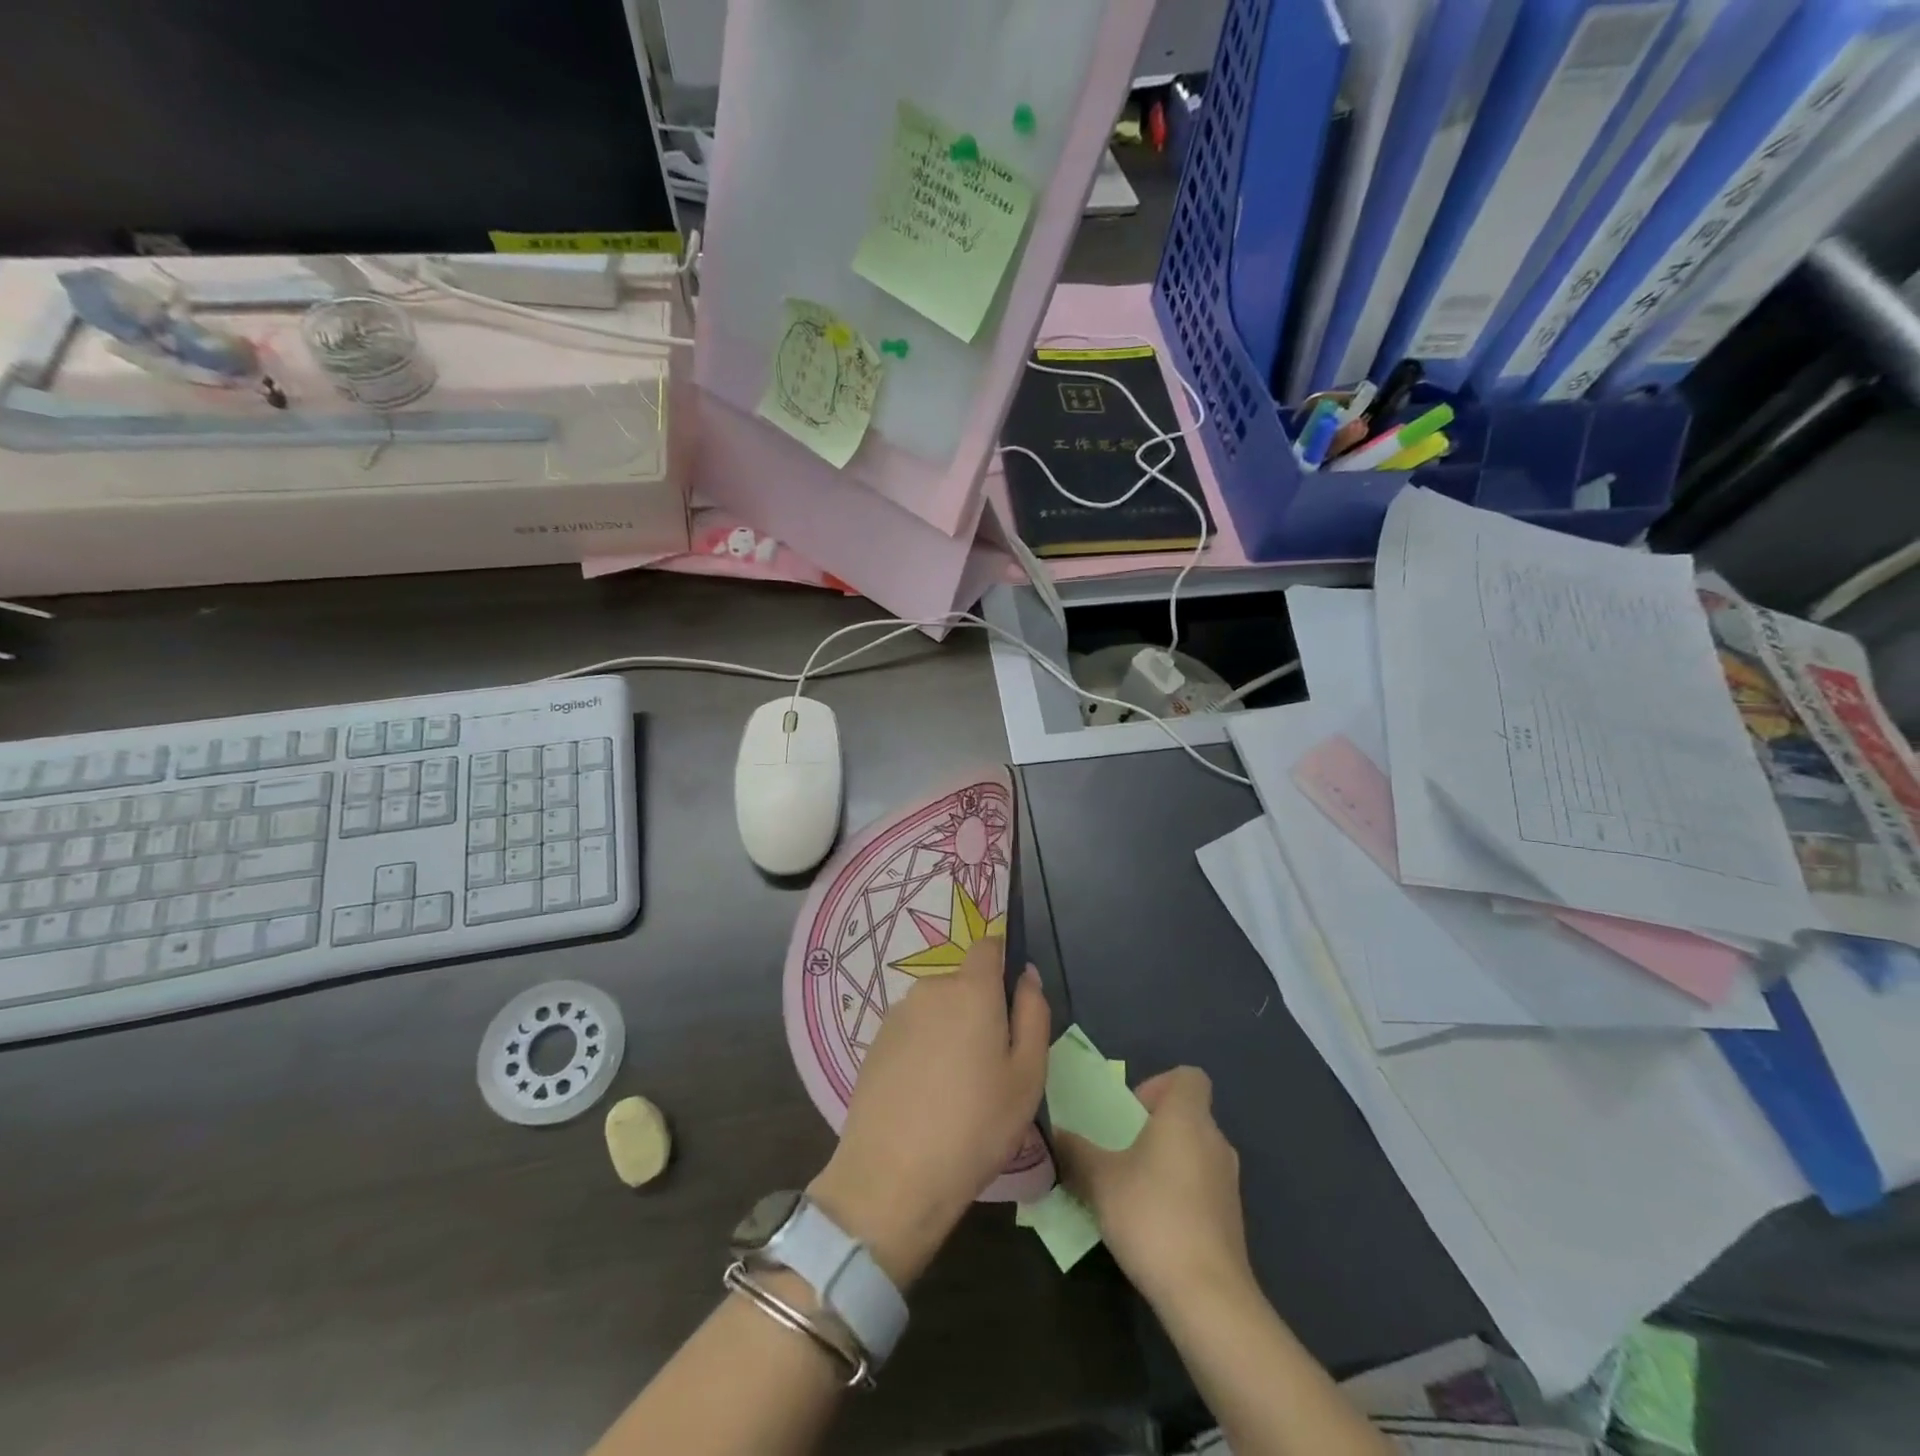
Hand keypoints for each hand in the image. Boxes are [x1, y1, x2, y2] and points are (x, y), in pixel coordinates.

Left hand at [809, 936, 1048, 1287]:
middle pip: (963, 983)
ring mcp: (896, 1015)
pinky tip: (926, 1097)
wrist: (891, 1176)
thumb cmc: (975, 1126)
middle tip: (992, 1065)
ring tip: (957, 1088)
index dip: (1003, 962)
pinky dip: (924, 1050)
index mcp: (970, 989)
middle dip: (980, 1009)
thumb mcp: (1027, 1076)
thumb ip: (1033, 1014)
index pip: (988, 946)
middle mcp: (930, 989)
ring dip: (951, 1031)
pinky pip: (912, 1032)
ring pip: (937, 1010)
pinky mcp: (875, 1044)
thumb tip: (1026, 975)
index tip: (1013, 1002)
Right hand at [1055, 1067, 1251, 1309]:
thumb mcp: (1100, 1180)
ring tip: (1132, 1190)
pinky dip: (1180, 1193)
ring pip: (1194, 1152)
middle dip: (1154, 1128)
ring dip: (1166, 1162)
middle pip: (1187, 1115)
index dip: (1159, 1085)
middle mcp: (1215, 1140)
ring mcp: (1228, 1182)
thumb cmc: (1152, 1216)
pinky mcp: (1232, 1219)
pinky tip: (1154, 1224)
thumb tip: (1055, 1134)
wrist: (1208, 1297)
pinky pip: (1202, 1187)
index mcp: (1187, 1117)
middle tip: (1121, 1152)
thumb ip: (1076, 1152)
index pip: (1188, 1076)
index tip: (1131, 1113)